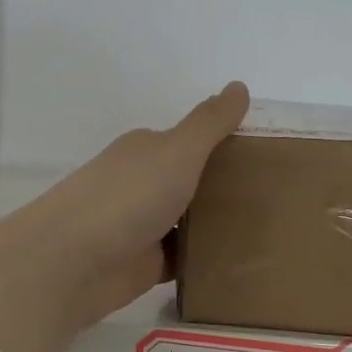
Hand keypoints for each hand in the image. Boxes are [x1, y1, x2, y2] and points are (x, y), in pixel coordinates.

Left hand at [0, 83, 249, 351]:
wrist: (72, 263)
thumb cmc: (127, 197)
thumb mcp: (177, 151)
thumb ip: (210, 123)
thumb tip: (238, 85)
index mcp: (147, 150)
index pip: (191, 141)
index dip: (226, 145)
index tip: (269, 156)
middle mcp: (142, 183)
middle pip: (192, 181)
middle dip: (227, 187)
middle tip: (279, 197)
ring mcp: (141, 226)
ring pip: (189, 221)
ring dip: (217, 224)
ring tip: (268, 230)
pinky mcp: (144, 265)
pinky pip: (183, 258)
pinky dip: (205, 259)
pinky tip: (240, 262)